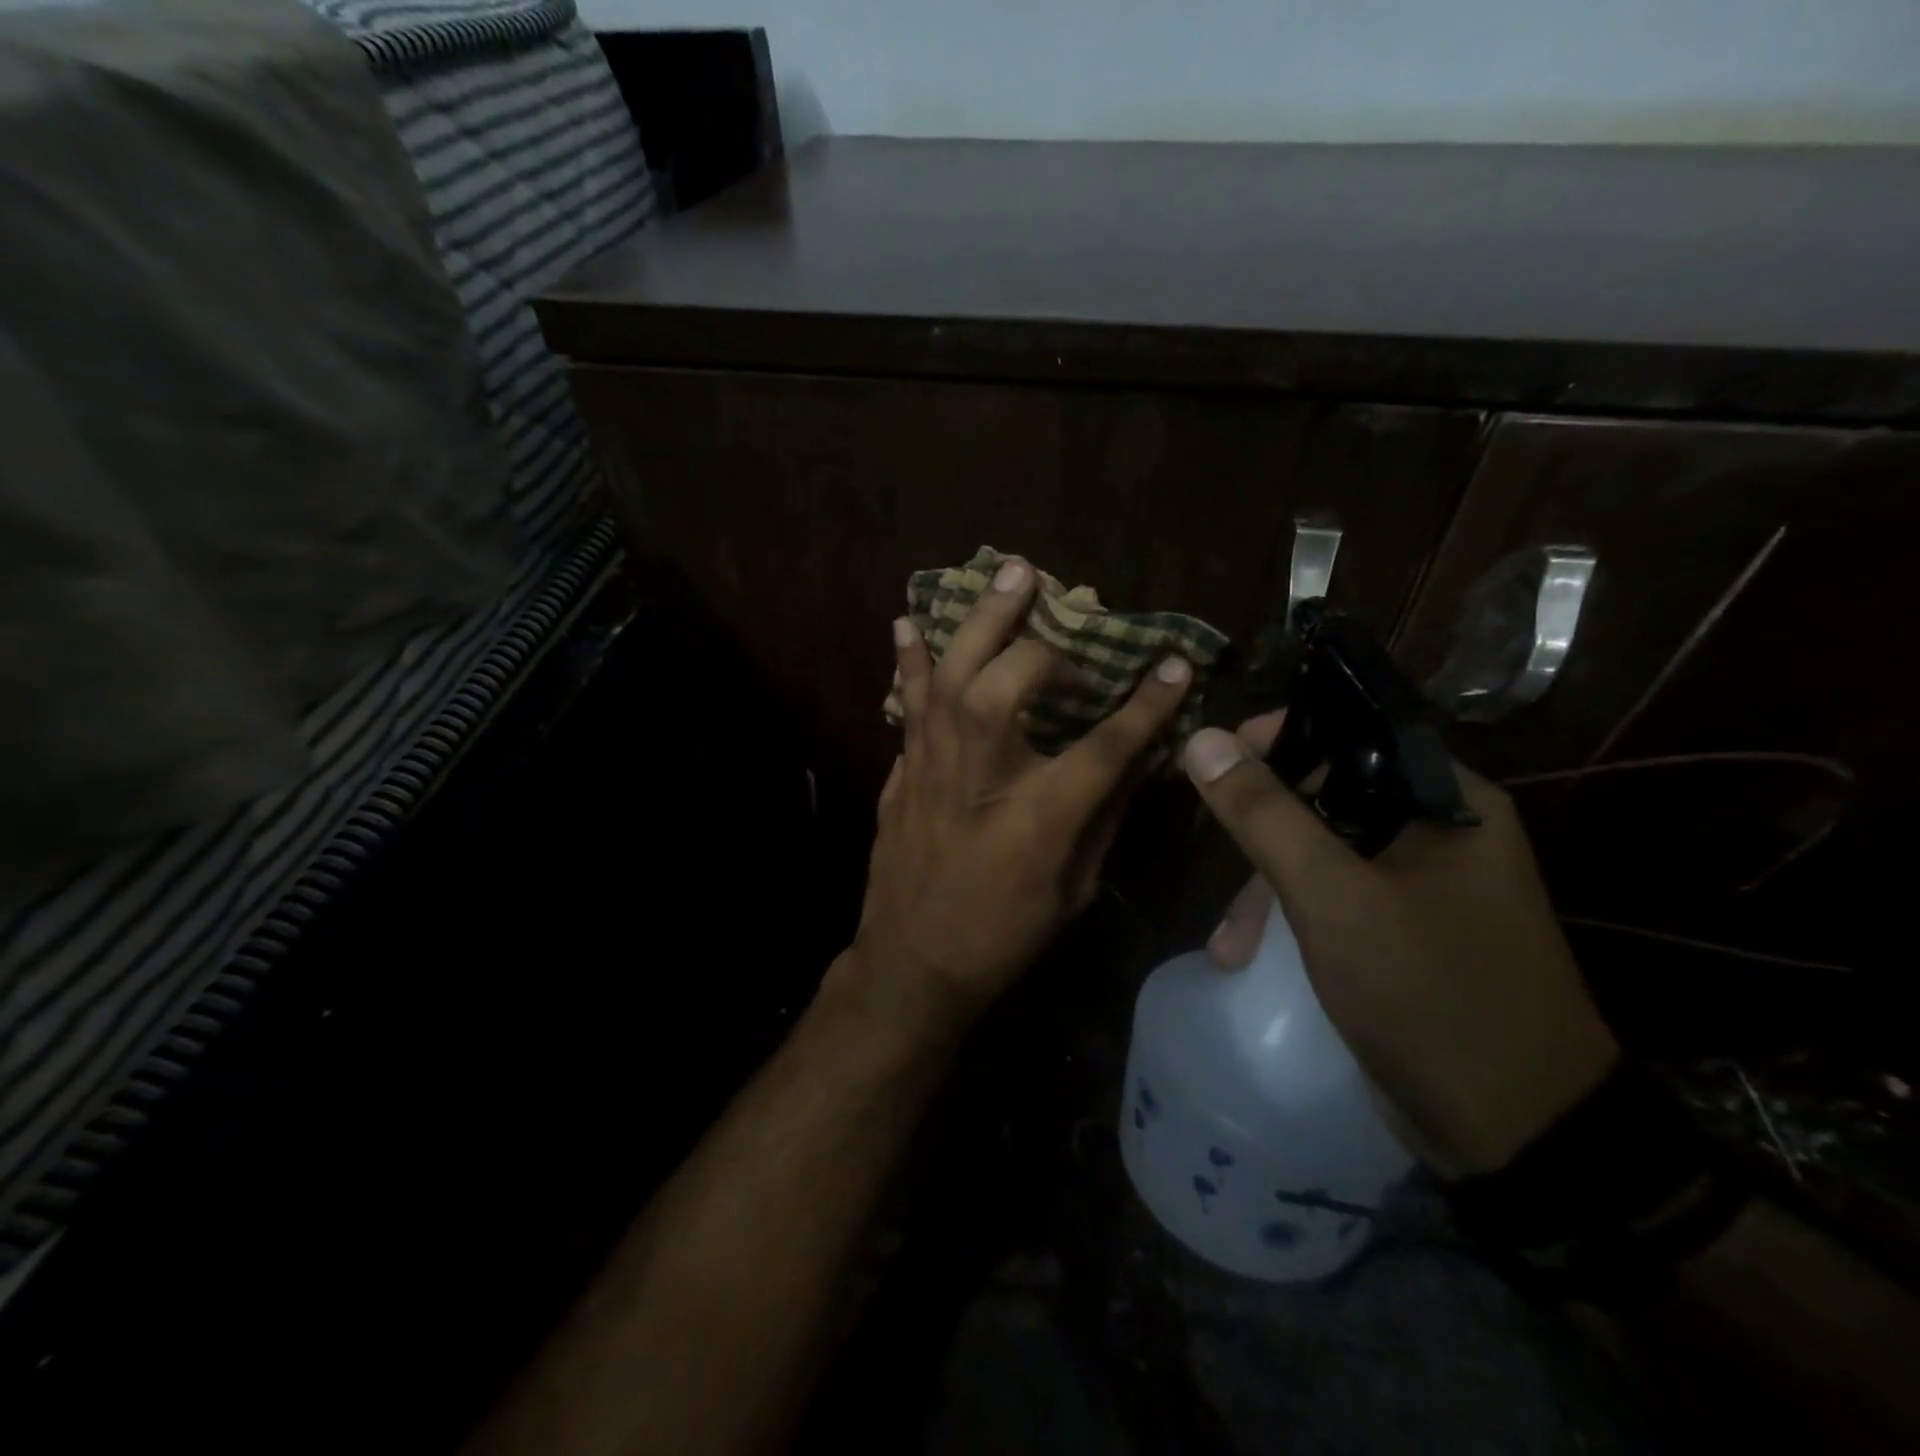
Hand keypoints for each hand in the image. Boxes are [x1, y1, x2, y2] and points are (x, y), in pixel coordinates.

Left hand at [835, 558, 1192, 1047]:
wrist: (913, 964)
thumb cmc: (1004, 936)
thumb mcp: (1076, 889)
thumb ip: (1105, 816)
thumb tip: (1136, 759)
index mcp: (1039, 816)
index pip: (1106, 745)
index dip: (1146, 703)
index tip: (1175, 663)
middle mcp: (982, 776)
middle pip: (1010, 684)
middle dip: (1045, 646)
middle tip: (1068, 616)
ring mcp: (933, 767)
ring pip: (952, 674)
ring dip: (981, 619)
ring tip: (1007, 572)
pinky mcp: (902, 770)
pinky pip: (907, 701)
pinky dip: (909, 660)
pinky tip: (908, 623)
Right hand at [1184, 713, 1619, 1176]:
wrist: (1519, 1135)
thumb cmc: (1429, 994)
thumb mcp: (1332, 897)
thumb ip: (1264, 815)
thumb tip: (1200, 738)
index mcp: (1448, 803)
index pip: (1354, 732)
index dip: (1282, 737)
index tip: (1218, 761)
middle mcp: (1442, 834)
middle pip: (1329, 798)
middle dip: (1263, 837)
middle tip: (1217, 866)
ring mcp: (1425, 888)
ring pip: (1324, 855)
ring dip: (1268, 892)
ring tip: (1229, 948)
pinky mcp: (1407, 934)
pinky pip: (1335, 899)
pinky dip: (1292, 920)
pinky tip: (1254, 958)